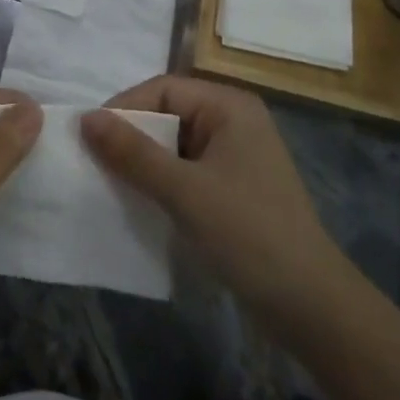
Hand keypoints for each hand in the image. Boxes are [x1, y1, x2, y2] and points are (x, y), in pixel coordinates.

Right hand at [80, 76, 348, 336]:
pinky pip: (188, 171)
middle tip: (94, 162)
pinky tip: (141, 204)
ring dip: (145, 162)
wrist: (314, 310)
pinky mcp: (235, 190)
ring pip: (176, 145)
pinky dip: (163, 183)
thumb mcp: (184, 191)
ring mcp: (237, 157)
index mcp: (228, 106)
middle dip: (132, 136)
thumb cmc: (249, 235)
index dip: (124, 108)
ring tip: (110, 184)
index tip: (89, 137)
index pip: (163, 89)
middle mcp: (234, 121)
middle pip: (169, 114)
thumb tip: (85, 118)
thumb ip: (133, 153)